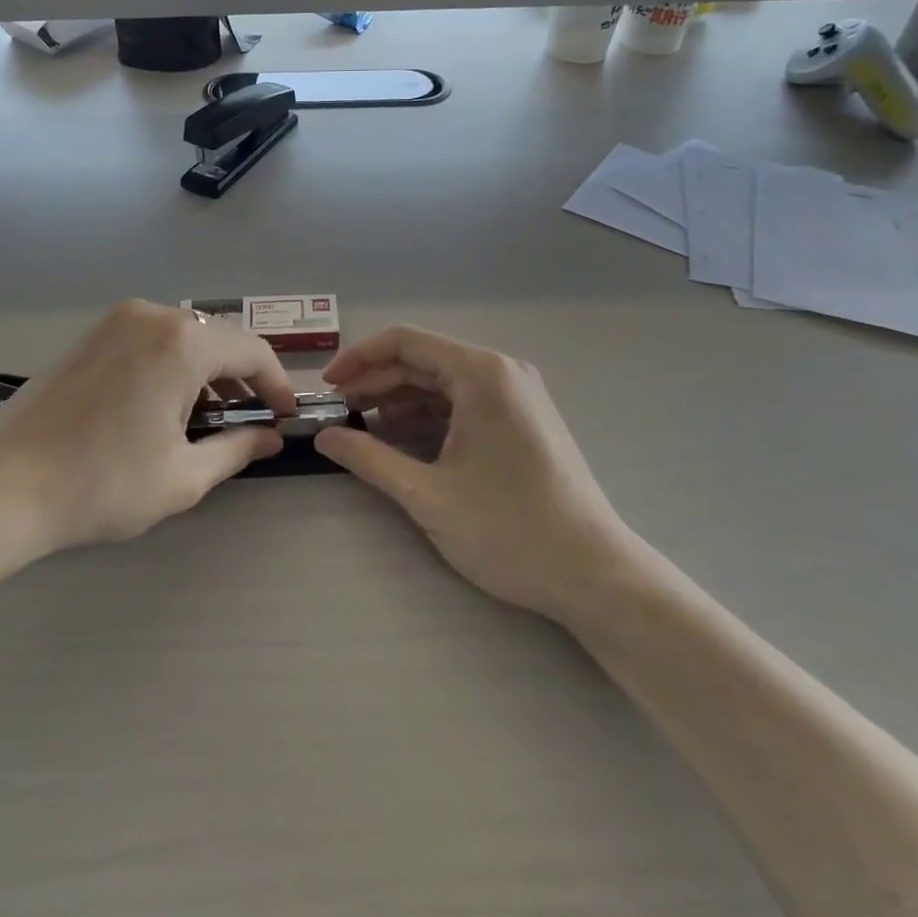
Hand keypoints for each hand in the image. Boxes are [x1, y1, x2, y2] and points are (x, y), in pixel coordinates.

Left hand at [0, 300, 296, 552]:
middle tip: (249, 420)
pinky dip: (171, 363)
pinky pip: (150, 338)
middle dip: (241, 377)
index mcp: (181, 343)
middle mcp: (151, 315)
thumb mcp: (183, 476)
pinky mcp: (90, 334)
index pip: (252, 351)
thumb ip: (237, 448)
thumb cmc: (102, 485)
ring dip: (206, 370)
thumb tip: (268, 438)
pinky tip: (164, 403)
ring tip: (207, 416)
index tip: (284, 416)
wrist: (3, 488)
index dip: (277, 384)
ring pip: (183, 336)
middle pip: (217, 338)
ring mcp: (115, 320)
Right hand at [315, 327, 628, 621]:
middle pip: (424, 360)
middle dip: (376, 382)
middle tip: (338, 413)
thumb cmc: (509, 530)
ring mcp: (517, 394)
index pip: (405, 341)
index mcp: (480, 374)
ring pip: (443, 382)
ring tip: (364, 427)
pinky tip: (404, 438)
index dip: (359, 358)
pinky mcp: (524, 419)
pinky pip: (465, 401)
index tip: (329, 387)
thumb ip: (369, 459)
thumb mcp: (427, 495)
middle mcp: (502, 371)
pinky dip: (429, 414)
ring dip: (400, 399)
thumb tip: (323, 437)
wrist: (594, 575)